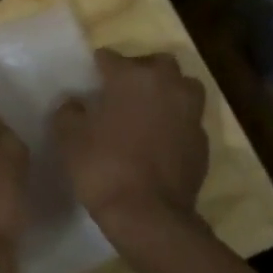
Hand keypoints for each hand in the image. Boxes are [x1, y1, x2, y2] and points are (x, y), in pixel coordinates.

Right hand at [55, 49, 207, 227]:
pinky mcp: (203, 141)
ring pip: (183, 88)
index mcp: (133, 78)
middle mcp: (168, 86)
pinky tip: (159, 140)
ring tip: (148, 110)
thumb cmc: (103, 167)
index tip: (89, 78)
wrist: (148, 214)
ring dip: (167, 92)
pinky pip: (188, 120)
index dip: (98, 66)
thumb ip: (69, 112)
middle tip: (122, 89)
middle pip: (158, 64)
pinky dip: (175, 122)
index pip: (111, 58)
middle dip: (141, 70)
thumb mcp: (70, 138)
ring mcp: (191, 114)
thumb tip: (74, 103)